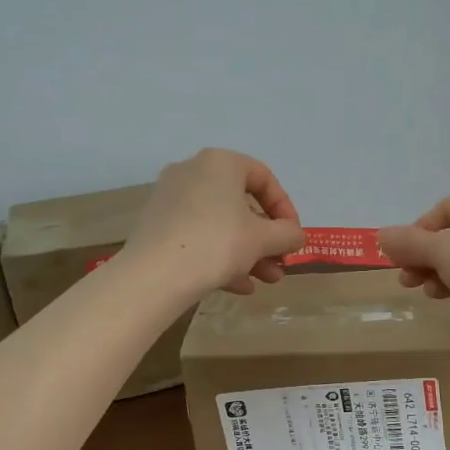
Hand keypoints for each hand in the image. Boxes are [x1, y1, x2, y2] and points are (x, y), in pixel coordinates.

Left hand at [125, 148, 305, 296]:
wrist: (154, 275)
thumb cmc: (217, 244)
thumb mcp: (263, 239)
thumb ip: (287, 234)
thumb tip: (295, 235)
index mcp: (220, 163)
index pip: (264, 178)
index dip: (285, 209)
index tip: (293, 237)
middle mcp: (192, 171)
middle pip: (240, 204)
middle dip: (266, 239)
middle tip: (280, 263)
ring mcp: (170, 198)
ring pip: (219, 223)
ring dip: (247, 252)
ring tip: (266, 281)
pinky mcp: (156, 225)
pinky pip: (197, 236)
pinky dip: (220, 256)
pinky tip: (239, 286)